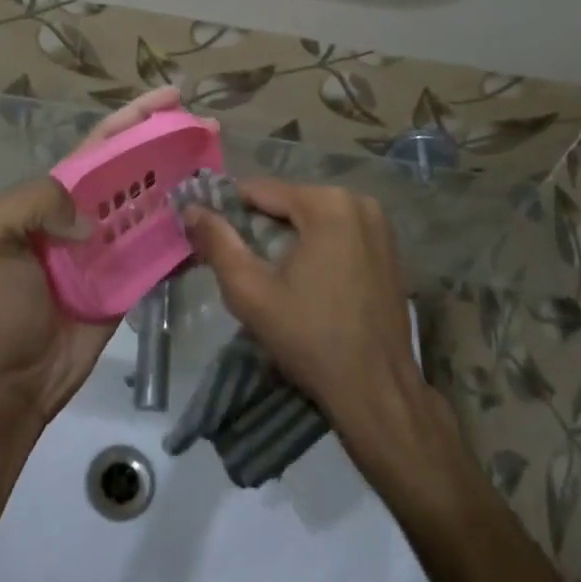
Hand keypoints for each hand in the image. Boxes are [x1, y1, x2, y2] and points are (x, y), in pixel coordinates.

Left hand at [0, 85, 187, 417]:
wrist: (13, 376)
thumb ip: (34, 201)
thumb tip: (92, 219)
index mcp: (55, 193)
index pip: (102, 143)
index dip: (135, 117)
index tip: (172, 97)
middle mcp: (87, 211)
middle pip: (136, 166)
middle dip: (169, 142)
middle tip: (209, 128)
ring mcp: (112, 246)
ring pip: (155, 202)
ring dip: (185, 182)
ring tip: (220, 166)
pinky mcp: (132, 279)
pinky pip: (164, 249)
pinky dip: (188, 234)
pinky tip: (213, 222)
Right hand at [182, 180, 429, 433]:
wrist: (377, 391)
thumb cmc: (311, 338)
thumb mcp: (251, 292)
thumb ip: (217, 243)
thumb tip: (191, 209)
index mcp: (327, 203)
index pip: (261, 190)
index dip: (228, 208)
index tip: (205, 229)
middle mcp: (358, 202)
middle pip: (289, 203)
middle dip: (259, 225)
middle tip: (234, 258)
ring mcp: (379, 225)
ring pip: (313, 218)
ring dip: (286, 236)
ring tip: (264, 271)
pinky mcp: (389, 249)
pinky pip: (338, 233)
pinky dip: (315, 246)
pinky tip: (302, 279)